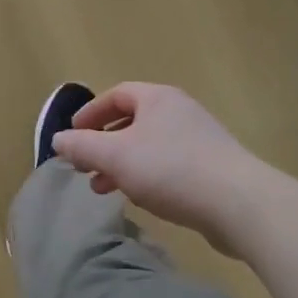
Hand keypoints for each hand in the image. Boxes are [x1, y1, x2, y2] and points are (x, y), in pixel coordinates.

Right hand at [51, 83, 263, 251]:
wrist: (239, 203)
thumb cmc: (171, 169)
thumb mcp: (116, 156)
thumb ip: (83, 146)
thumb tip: (58, 139)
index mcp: (158, 98)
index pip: (117, 94)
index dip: (91, 113)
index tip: (72, 135)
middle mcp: (179, 111)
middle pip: (132, 121)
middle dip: (103, 144)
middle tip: (84, 167)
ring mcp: (199, 139)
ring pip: (149, 146)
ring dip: (122, 164)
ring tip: (103, 189)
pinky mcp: (211, 168)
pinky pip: (168, 165)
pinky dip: (146, 176)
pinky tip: (139, 198)